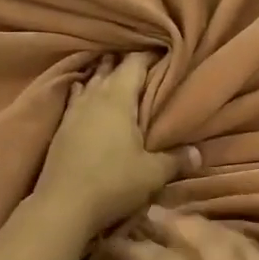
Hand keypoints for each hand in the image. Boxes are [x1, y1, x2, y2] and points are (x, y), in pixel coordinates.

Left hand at [34, 55, 194, 238]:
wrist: (62, 205)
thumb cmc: (112, 182)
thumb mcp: (152, 174)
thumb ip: (176, 160)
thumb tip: (198, 154)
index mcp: (117, 98)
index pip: (134, 63)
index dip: (149, 56)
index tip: (163, 54)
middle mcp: (93, 97)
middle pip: (109, 69)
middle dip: (125, 63)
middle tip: (142, 63)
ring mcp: (73, 112)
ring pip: (90, 83)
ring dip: (102, 77)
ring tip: (114, 73)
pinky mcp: (60, 129)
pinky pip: (75, 100)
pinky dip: (84, 94)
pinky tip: (85, 97)